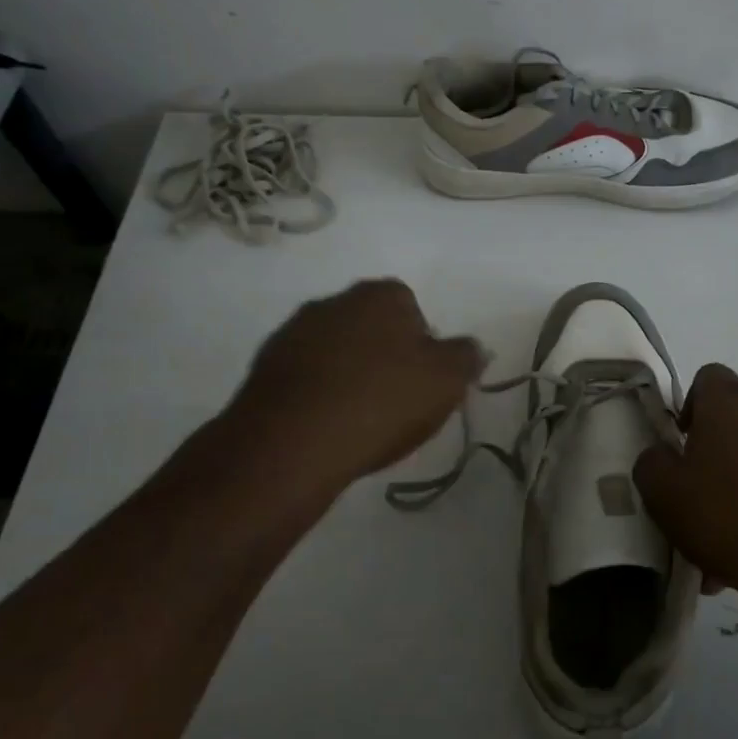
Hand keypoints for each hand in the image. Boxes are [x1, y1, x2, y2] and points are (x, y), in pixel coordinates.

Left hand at [222, 278, 482, 495]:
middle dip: (384, 355)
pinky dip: (318, 392)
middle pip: (372, 326)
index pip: (411, 307)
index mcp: (381, 295)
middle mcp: (334, 301)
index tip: (423, 380)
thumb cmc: (382, 402)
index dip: (422, 344)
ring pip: (336, 349)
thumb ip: (466, 357)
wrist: (292, 444)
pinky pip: (305, 374)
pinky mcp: (264, 367)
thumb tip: (473, 347)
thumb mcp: (446, 381)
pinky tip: (326, 425)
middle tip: (395, 399)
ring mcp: (293, 331)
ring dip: (348, 373)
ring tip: (359, 418)